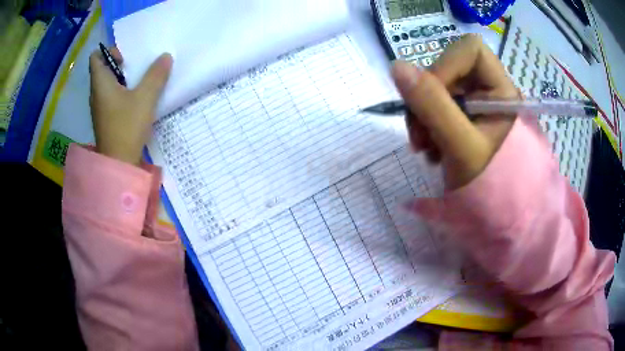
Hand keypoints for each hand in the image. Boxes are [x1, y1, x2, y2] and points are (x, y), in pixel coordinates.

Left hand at [89, 47, 172, 164]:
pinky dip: (122, 92)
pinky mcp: (105, 118)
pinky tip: (136, 98)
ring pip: (108, 83)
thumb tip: (165, 56)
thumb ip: (156, 75)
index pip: (96, 57)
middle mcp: (96, 93)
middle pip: (103, 69)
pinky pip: (111, 97)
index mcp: (100, 83)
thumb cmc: (127, 127)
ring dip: (123, 78)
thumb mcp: (145, 98)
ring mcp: (100, 107)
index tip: (125, 57)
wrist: (119, 164)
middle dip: (120, 63)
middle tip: (138, 66)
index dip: (109, 51)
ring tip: (140, 81)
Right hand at [392, 34, 519, 189]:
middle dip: (427, 99)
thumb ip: (432, 105)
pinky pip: (436, 106)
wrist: (494, 216)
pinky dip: (426, 125)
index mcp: (501, 90)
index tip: (432, 100)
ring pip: (437, 89)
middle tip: (421, 135)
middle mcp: (489, 90)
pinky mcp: (463, 117)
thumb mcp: (460, 146)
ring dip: (422, 116)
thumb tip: (396, 67)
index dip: (446, 67)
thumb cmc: (488, 186)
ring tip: (424, 148)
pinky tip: (430, 150)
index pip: (470, 50)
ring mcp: (475, 104)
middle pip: (449, 69)